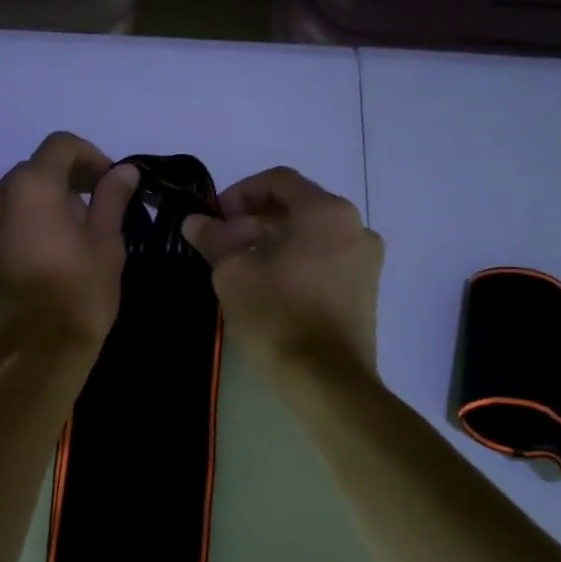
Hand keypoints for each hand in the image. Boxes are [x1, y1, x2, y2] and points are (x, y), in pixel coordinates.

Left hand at [0, 133, 139, 369]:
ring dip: (42, 207)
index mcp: (31, 187)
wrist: (32, 356)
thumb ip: (111, 200)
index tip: (110, 182)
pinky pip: (0, 229)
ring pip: (14, 201)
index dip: (90, 156)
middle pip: (34, 171)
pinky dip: (22, 231)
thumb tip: (123, 171)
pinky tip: (43, 261)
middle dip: (65, 182)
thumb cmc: (78, 295)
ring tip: (69, 239)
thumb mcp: (106, 245)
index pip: (60, 145)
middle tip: (94, 212)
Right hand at [181, 168, 382, 376]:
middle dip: (253, 220)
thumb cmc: (278, 316)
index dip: (240, 193)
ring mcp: (365, 260)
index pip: (278, 181)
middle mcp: (355, 227)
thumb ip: (214, 239)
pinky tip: (267, 285)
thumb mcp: (233, 274)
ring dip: (272, 240)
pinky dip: (294, 260)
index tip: (215, 218)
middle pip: (296, 206)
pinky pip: (324, 258)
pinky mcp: (364, 289)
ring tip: (239, 266)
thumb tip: (194, 221)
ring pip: (310, 234)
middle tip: (222, 244)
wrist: (326, 380)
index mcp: (327, 213)